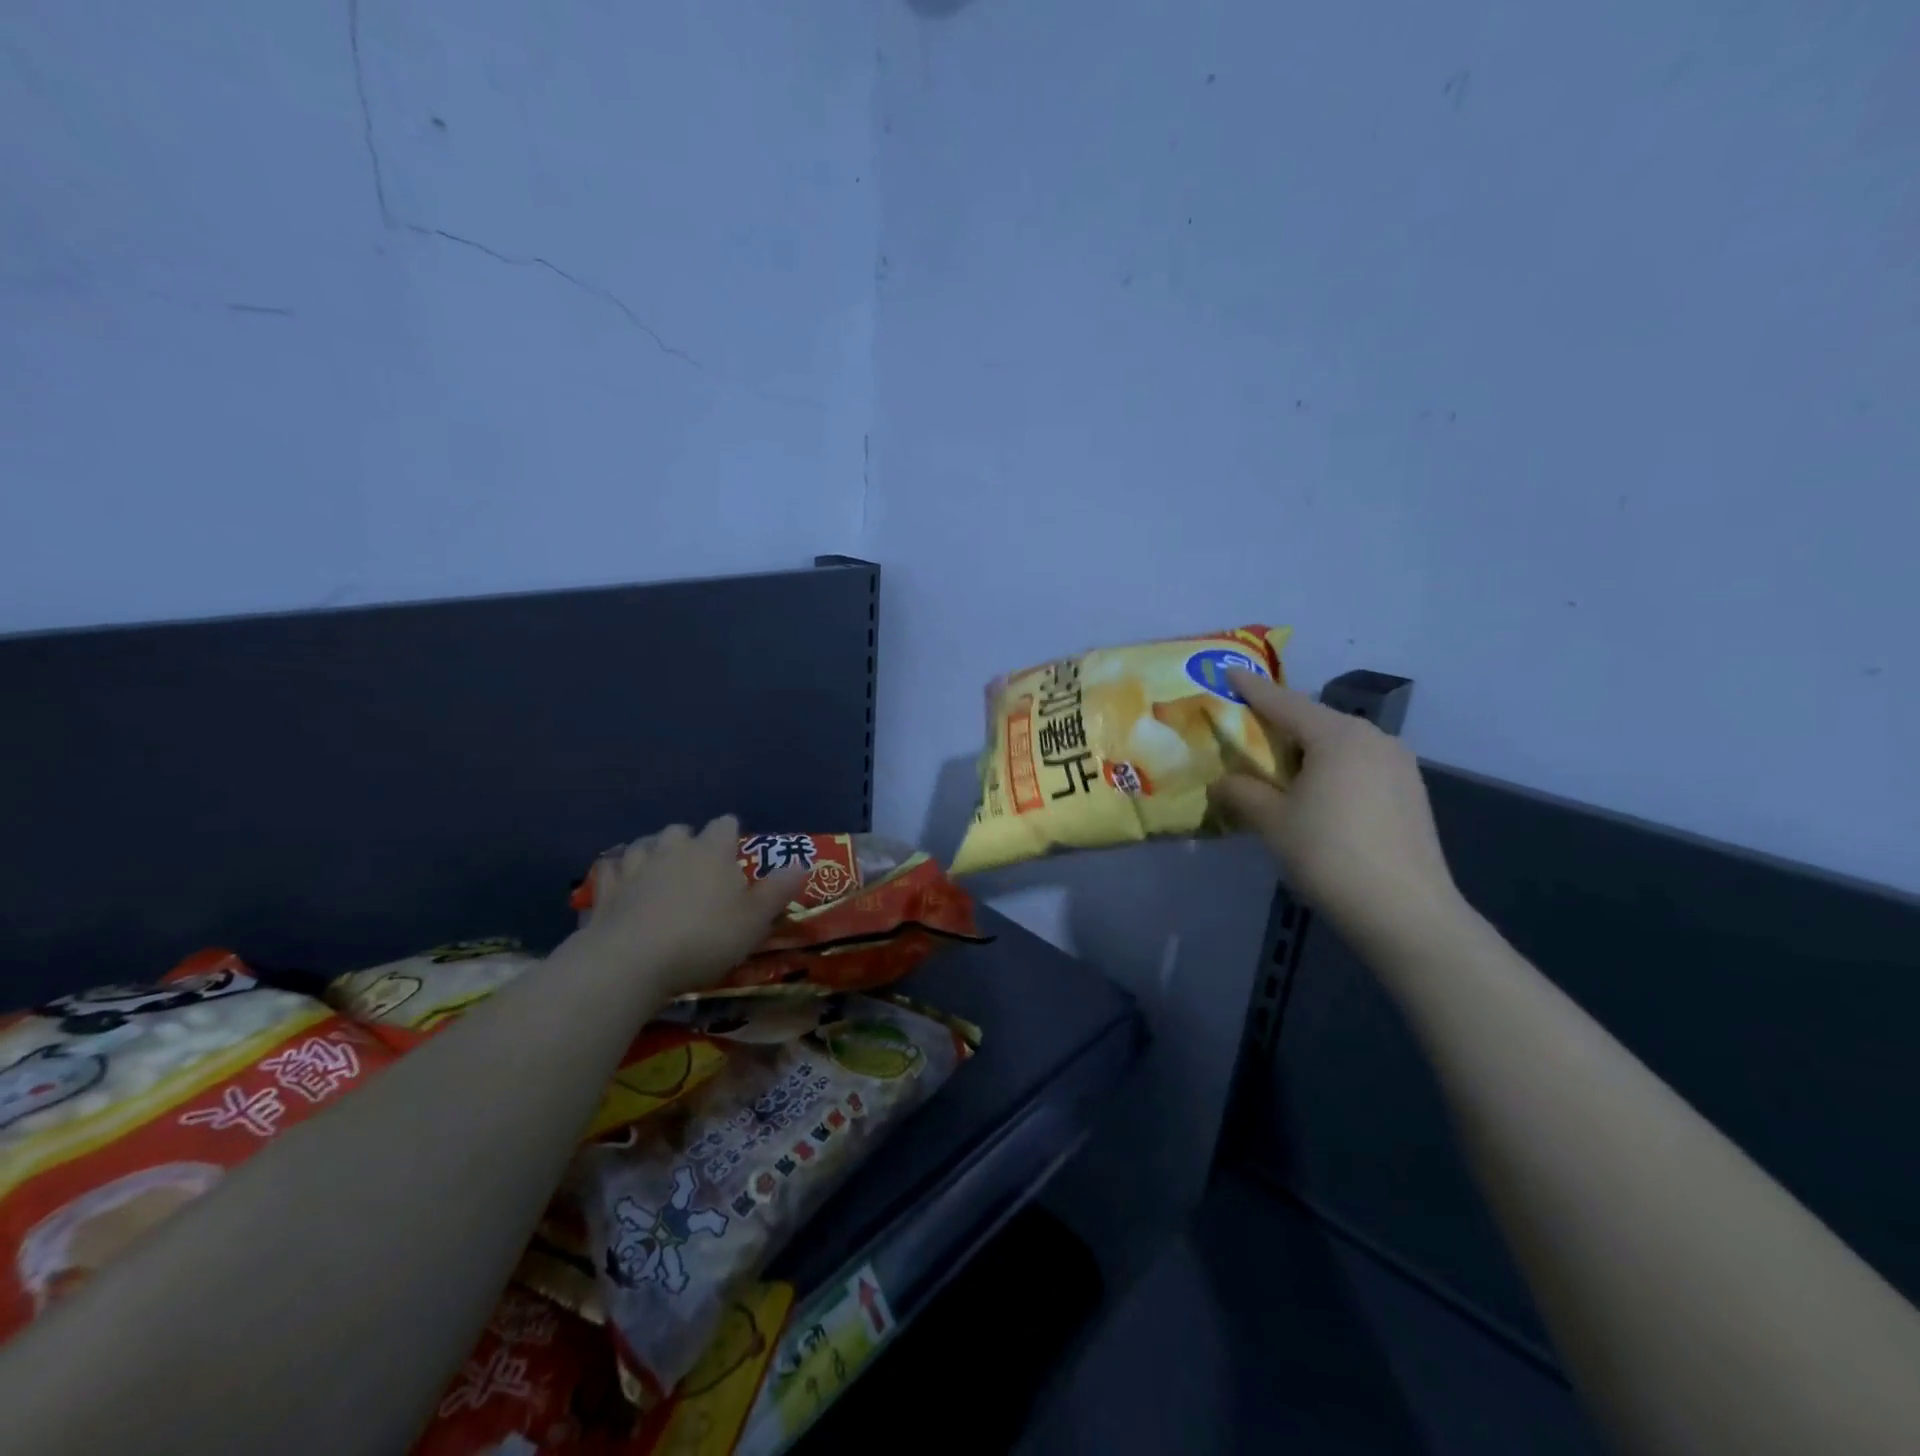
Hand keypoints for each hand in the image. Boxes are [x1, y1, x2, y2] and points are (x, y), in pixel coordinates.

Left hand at [573, 816, 804, 999]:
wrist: (631, 961)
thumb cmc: (704, 938)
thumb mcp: (755, 920)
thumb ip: (778, 890)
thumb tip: (804, 864)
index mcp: (712, 850)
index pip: (726, 824)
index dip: (732, 837)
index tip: (736, 857)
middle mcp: (673, 847)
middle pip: (682, 830)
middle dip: (690, 844)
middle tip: (698, 871)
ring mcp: (634, 865)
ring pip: (644, 845)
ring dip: (653, 854)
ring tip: (660, 875)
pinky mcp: (605, 889)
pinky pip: (611, 870)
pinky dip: (619, 875)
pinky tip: (623, 888)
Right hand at [1213, 669, 1462, 943]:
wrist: (1406, 913)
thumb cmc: (1329, 855)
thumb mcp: (1272, 822)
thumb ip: (1241, 793)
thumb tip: (1222, 783)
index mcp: (1338, 736)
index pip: (1284, 702)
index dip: (1251, 689)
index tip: (1228, 672)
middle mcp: (1374, 739)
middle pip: (1315, 722)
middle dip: (1279, 725)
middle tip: (1247, 733)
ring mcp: (1399, 766)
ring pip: (1339, 745)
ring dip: (1306, 752)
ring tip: (1278, 772)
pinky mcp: (1411, 793)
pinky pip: (1359, 766)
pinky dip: (1331, 771)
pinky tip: (1316, 797)